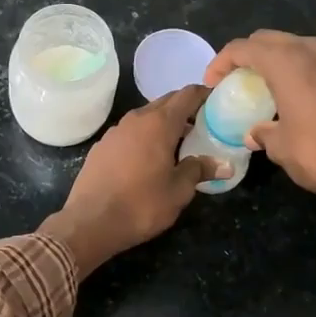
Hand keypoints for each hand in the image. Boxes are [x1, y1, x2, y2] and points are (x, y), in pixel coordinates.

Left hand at [38, 85, 227, 273]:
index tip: (218, 101)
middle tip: (204, 125)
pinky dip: (145, 136)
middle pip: (166, 102)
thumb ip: (200, 170)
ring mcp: (115, 130)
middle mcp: (136, 119)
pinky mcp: (102, 145)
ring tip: (180, 143)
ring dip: (164, 123)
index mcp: (159, 123)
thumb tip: (224, 165)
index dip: (204, 94)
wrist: (90, 222)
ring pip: (146, 116)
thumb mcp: (179, 191)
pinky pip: (130, 132)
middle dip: (185, 109)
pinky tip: (149, 158)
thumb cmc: (141, 204)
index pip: (187, 95)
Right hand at [204, 30, 315, 220]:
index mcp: (287, 62)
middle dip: (248, 55)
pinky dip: (299, 71)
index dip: (222, 62)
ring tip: (265, 87)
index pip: (244, 48)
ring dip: (276, 60)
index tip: (213, 83)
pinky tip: (296, 97)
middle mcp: (312, 52)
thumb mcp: (281, 148)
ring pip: (296, 47)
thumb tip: (255, 132)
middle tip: (235, 80)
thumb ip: (263, 132)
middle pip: (269, 40)